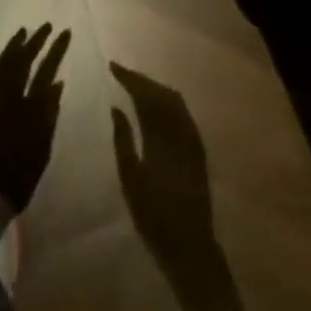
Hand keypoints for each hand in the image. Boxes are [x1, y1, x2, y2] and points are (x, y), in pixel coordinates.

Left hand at [0, 24, 71, 218]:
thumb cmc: (18, 176)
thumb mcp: (42, 146)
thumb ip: (49, 112)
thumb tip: (57, 82)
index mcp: (27, 105)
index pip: (45, 68)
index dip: (56, 49)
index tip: (64, 31)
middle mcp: (5, 96)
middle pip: (21, 60)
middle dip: (34, 41)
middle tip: (45, 26)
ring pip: (0, 64)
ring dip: (12, 46)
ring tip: (22, 32)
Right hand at [110, 63, 215, 278]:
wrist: (190, 244)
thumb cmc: (154, 216)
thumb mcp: (130, 179)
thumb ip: (123, 140)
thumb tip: (117, 107)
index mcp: (161, 134)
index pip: (145, 94)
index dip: (129, 77)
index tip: (112, 66)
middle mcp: (180, 128)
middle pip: (160, 92)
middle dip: (141, 79)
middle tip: (121, 73)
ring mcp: (192, 136)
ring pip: (173, 99)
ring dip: (154, 88)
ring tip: (135, 85)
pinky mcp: (198, 146)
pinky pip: (182, 112)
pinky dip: (167, 101)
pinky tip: (156, 105)